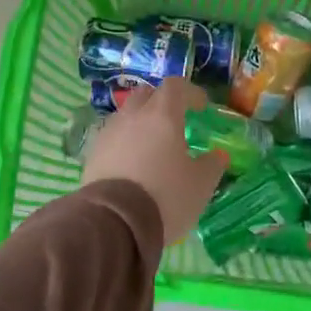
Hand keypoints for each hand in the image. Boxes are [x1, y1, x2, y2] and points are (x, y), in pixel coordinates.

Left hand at [82, 79, 227, 245]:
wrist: (114, 223)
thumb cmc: (166, 196)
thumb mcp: (201, 184)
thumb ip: (212, 164)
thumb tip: (217, 155)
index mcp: (162, 115)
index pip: (176, 86)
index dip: (190, 92)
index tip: (201, 107)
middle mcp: (132, 117)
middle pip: (146, 95)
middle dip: (162, 102)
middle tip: (175, 121)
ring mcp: (108, 134)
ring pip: (126, 116)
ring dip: (141, 123)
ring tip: (152, 146)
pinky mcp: (92, 155)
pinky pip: (112, 138)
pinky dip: (125, 143)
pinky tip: (132, 164)